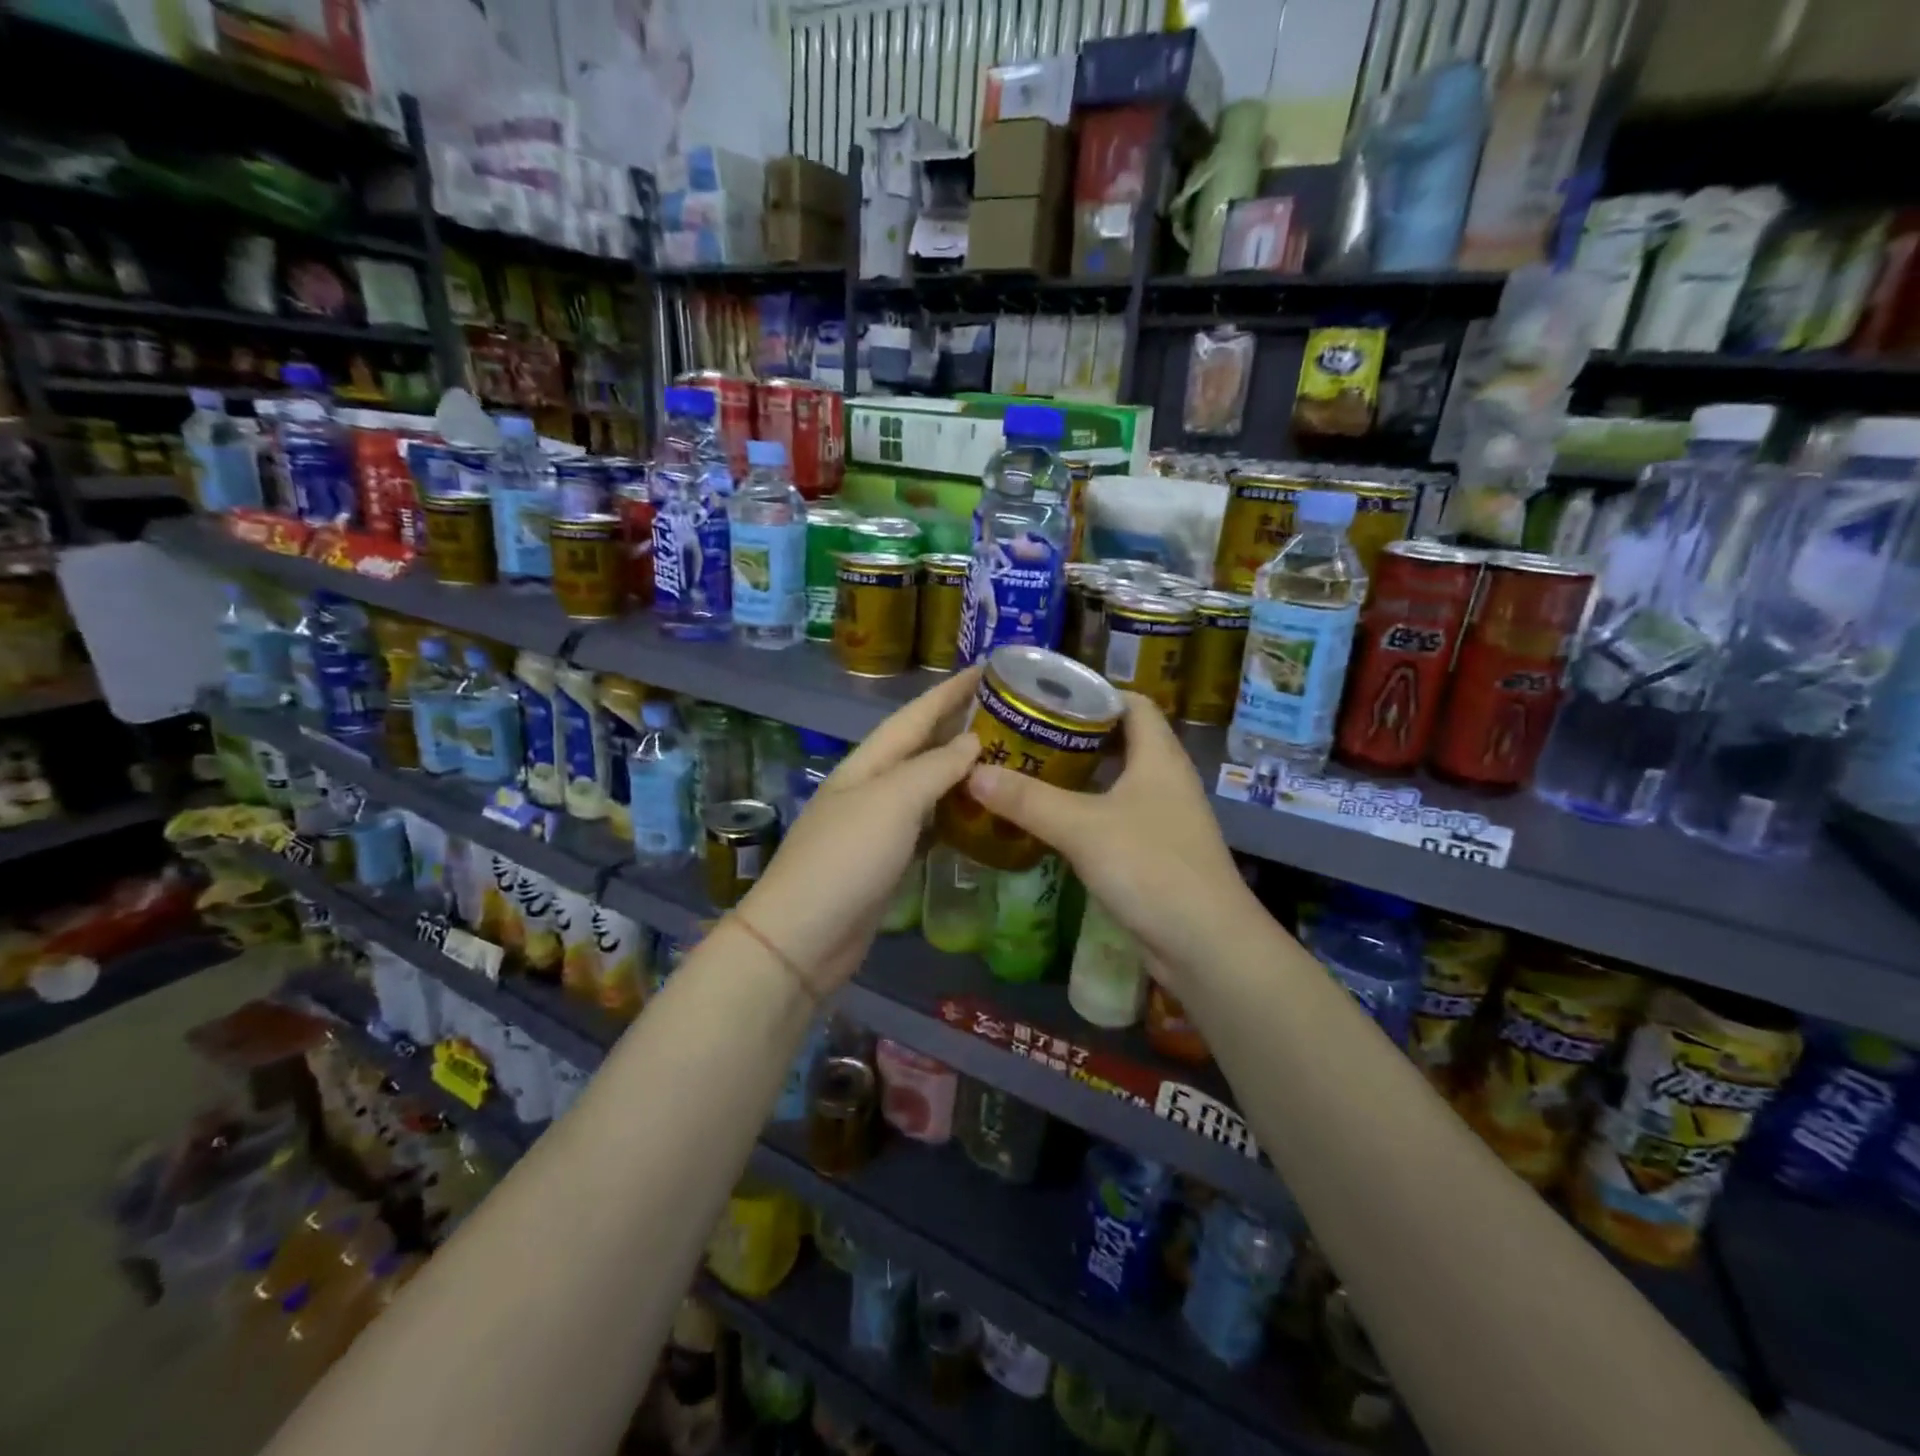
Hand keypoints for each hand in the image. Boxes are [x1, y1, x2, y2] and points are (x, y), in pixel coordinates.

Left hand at [738, 668, 981, 992]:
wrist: (802, 936)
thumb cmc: (846, 859)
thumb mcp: (892, 802)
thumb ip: (934, 768)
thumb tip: (972, 742)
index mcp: (868, 763)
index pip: (916, 715)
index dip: (951, 690)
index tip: (990, 667)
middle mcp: (872, 786)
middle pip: (921, 746)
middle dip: (958, 723)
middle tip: (1008, 711)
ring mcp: (877, 825)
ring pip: (926, 785)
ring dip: (960, 768)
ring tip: (1004, 756)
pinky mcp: (886, 860)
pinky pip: (927, 823)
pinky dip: (953, 812)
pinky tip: (976, 813)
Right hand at [964, 693, 1254, 980]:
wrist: (1205, 945)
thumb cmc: (1150, 868)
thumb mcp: (1083, 828)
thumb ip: (1028, 800)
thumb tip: (972, 772)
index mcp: (1159, 757)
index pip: (1133, 703)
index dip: (1094, 692)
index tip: (1048, 695)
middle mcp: (1165, 779)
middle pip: (1122, 739)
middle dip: (1076, 732)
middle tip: (1027, 731)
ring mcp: (1163, 817)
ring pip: (1117, 780)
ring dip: (1079, 773)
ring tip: (1030, 768)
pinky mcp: (1155, 851)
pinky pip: (1115, 815)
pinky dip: (1085, 809)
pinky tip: (1052, 819)